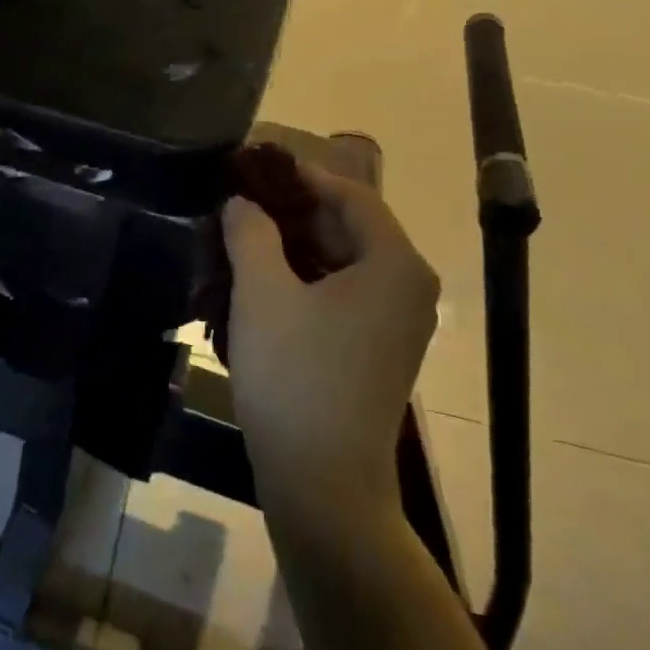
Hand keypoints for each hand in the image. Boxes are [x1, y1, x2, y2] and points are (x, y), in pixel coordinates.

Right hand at [222, 167, 439, 506]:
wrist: (323, 483)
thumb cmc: (295, 377)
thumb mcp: (262, 294)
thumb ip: (250, 234)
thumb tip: (242, 203)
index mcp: (394, 264)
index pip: (351, 195)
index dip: (301, 175)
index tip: (256, 166)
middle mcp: (408, 287)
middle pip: (350, 227)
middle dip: (294, 211)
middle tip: (241, 200)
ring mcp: (397, 322)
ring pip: (343, 262)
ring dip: (295, 246)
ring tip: (242, 236)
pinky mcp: (378, 350)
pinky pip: (343, 294)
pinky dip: (305, 280)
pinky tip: (261, 281)